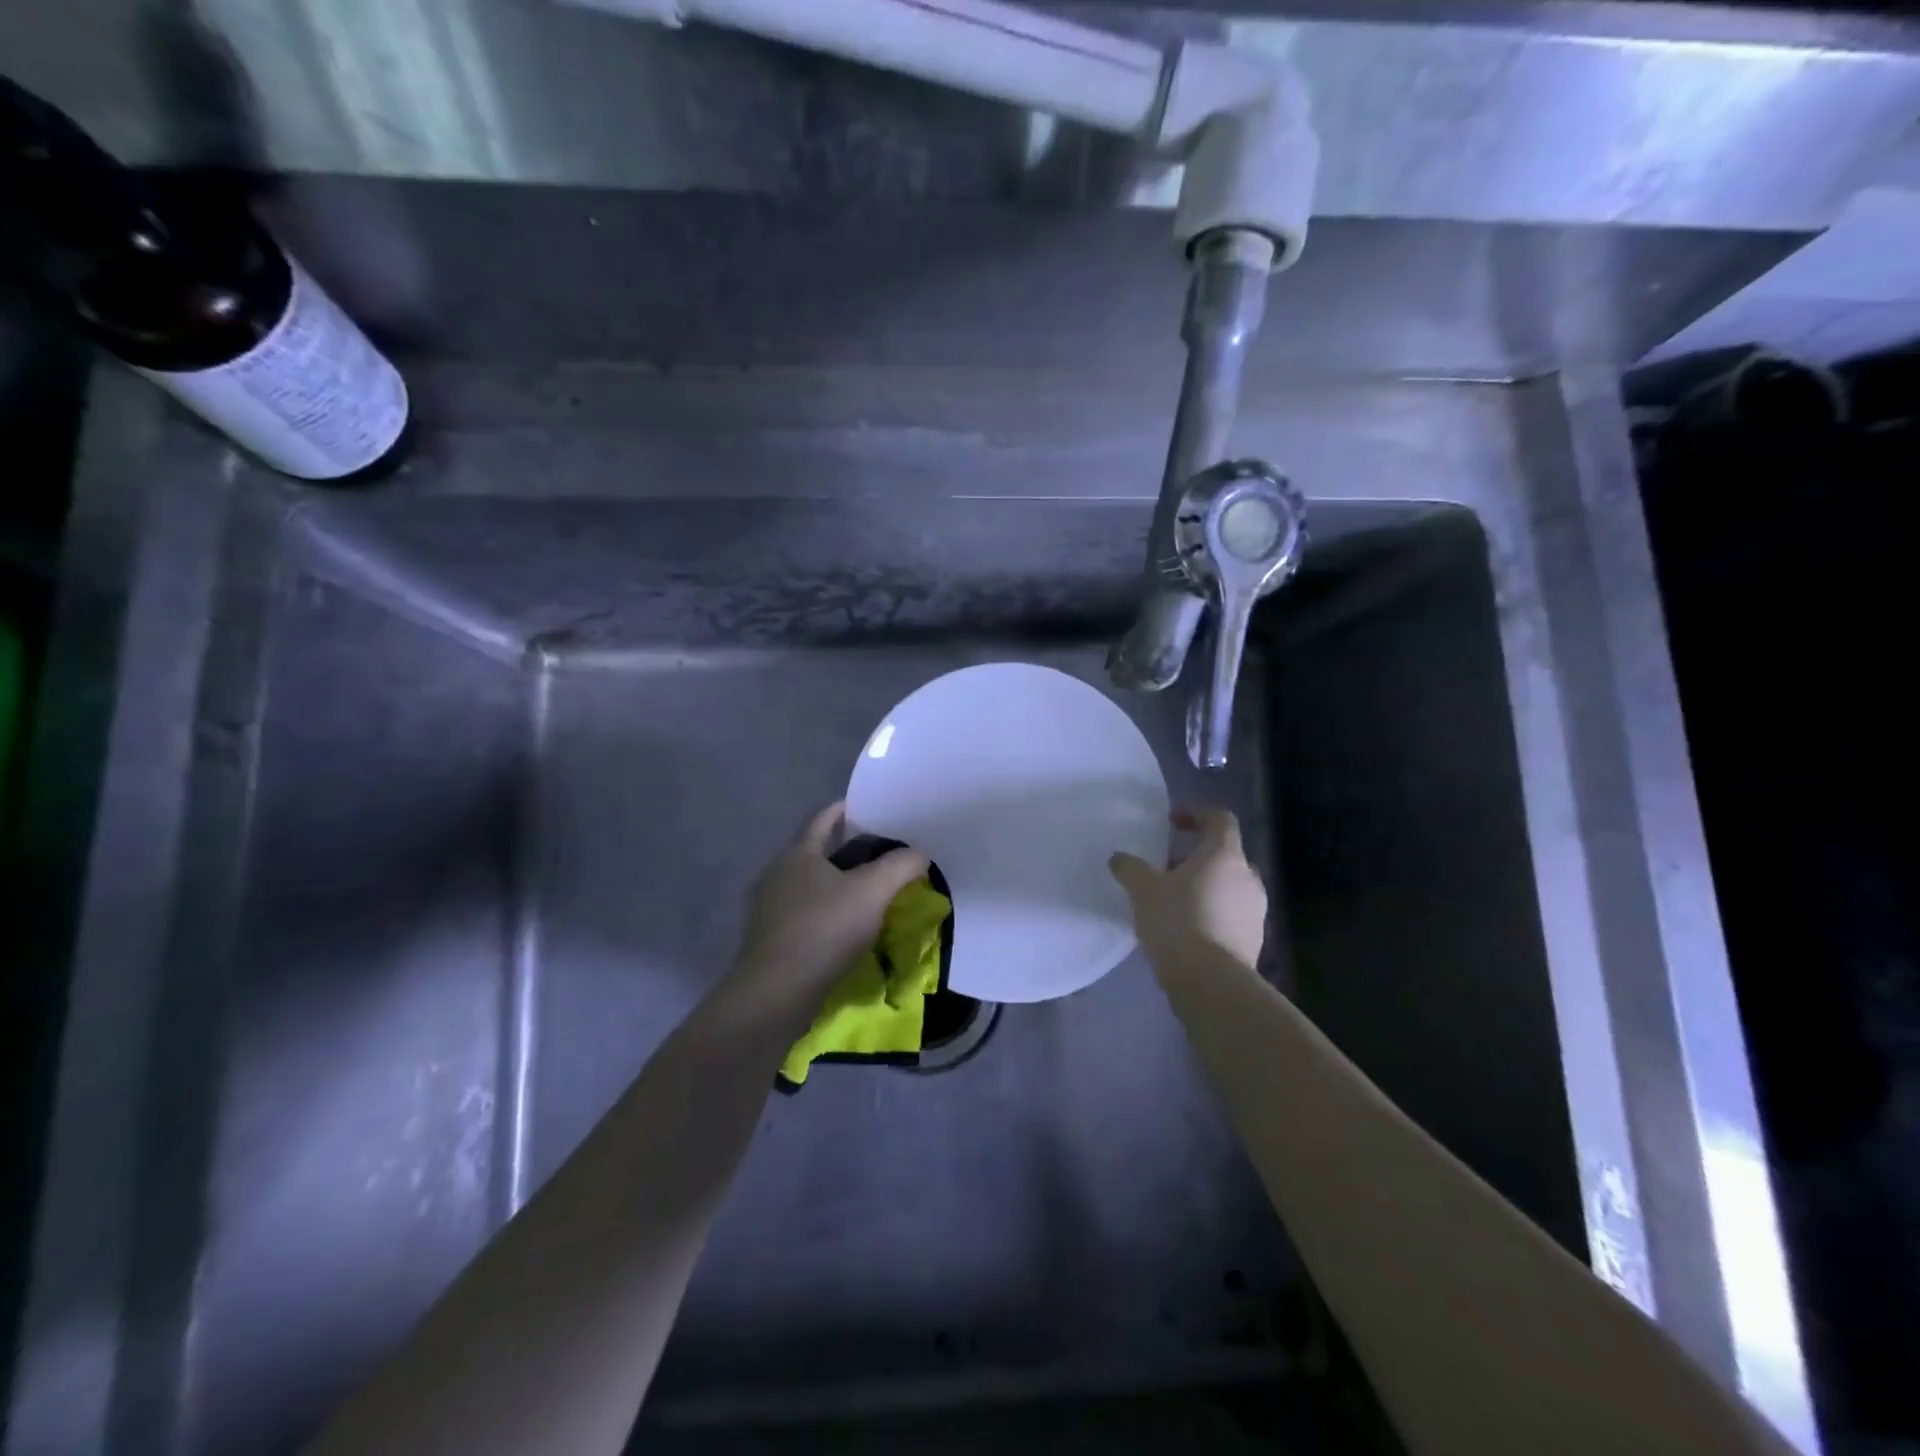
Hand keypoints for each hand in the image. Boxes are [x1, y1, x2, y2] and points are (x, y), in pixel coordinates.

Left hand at [726, 801, 929, 1015]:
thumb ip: (900, 866)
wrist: (775, 993)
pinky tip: (846, 924)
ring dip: (837, 882)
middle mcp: (777, 872)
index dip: (848, 808)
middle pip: (816, 849)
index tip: (873, 809)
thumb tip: (918, 853)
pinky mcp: (769, 937)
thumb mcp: (873, 892)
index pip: (823, 816)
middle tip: (882, 852)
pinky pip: (803, 911)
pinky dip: (826, 909)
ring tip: (869, 890)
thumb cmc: (824, 929)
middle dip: (848, 848)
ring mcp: (768, 906)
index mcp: (798, 852)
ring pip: (809, 883)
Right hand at [1110, 807, 1266, 974]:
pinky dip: (1212, 914)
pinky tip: (1187, 931)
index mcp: (1225, 855)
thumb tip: (1119, 858)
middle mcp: (1248, 877)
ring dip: (1205, 888)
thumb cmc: (1178, 921)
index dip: (1198, 815)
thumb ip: (1130, 868)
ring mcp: (1256, 911)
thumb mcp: (1143, 890)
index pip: (1221, 819)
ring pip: (1230, 887)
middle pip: (1226, 855)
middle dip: (1198, 858)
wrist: (1212, 983)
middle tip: (1168, 869)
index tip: (1173, 823)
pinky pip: (1232, 916)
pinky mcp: (1254, 941)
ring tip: (1174, 903)